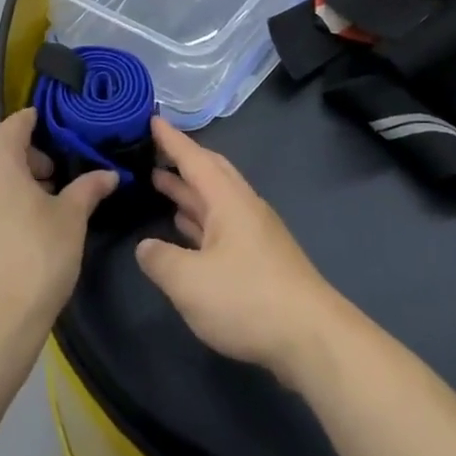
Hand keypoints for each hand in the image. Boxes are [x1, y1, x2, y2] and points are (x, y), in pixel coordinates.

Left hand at [0, 109, 115, 344]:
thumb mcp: (71, 219)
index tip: (71, 148)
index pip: (22, 121)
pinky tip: (7, 230)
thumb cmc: (33, 259)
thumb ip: (88, 188)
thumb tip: (109, 175)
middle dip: (26, 157)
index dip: (49, 129)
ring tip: (32, 210)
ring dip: (4, 178)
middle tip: (55, 185)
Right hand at [135, 118, 349, 384]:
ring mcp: (255, 232)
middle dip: (182, 160)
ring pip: (216, 199)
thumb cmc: (247, 299)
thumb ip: (160, 260)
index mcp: (229, 201)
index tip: (152, 119)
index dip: (172, 140)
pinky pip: (222, 224)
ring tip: (160, 182)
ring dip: (189, 190)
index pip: (195, 159)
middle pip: (212, 173)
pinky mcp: (260, 257)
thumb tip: (146, 247)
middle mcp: (244, 207)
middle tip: (153, 151)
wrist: (309, 336)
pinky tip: (186, 228)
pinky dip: (200, 218)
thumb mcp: (189, 282)